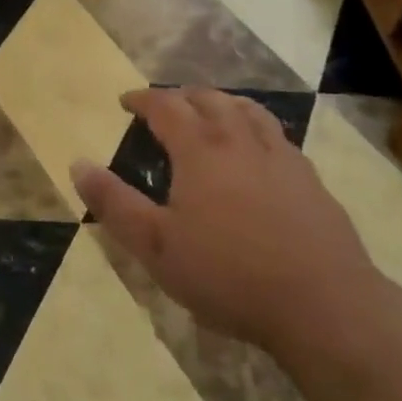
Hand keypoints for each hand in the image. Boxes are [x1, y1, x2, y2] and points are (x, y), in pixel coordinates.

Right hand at [73, 88, 384, 358]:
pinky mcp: (308, 177)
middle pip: (207, 98)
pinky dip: (255, 126)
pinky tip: (258, 149)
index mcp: (199, 148)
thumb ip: (115, 203)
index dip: (142, 98)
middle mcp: (238, 138)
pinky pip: (276, 134)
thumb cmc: (230, 275)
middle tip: (166, 107)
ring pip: (246, 109)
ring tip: (211, 112)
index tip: (126, 101)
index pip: (165, 104)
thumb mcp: (157, 247)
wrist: (323, 304)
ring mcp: (279, 154)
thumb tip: (77, 163)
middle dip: (181, 96)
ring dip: (221, 103)